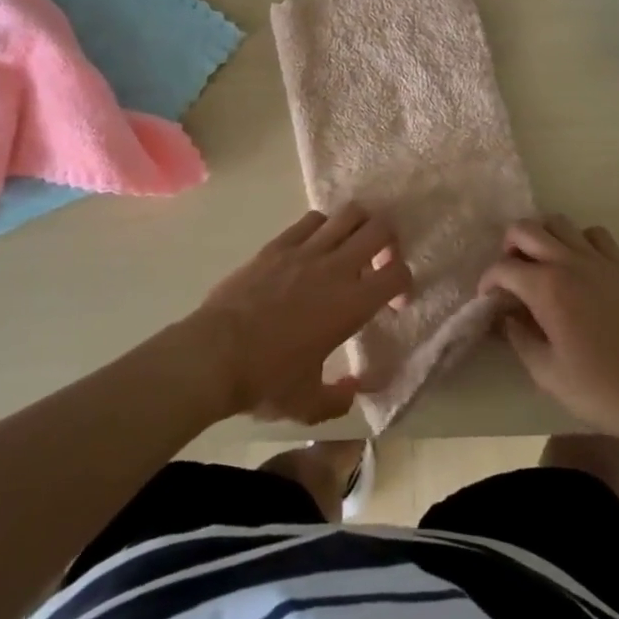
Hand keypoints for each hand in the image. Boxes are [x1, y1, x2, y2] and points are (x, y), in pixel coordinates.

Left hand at [189, 205, 411, 424]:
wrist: (214, 354)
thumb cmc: (266, 380)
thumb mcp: (308, 404)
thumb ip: (339, 398)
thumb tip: (354, 390)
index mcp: (351, 304)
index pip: (397, 273)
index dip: (404, 283)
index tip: (393, 302)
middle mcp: (336, 268)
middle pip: (380, 229)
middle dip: (389, 242)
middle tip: (379, 262)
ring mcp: (305, 250)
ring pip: (348, 214)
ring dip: (359, 226)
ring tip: (351, 246)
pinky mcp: (278, 244)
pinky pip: (312, 220)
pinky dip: (323, 226)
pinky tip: (315, 246)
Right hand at [478, 214, 618, 447]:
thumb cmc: (598, 389)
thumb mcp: (545, 372)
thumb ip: (518, 338)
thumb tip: (505, 316)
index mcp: (546, 288)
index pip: (503, 268)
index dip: (488, 280)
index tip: (488, 298)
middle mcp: (569, 262)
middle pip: (526, 229)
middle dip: (509, 246)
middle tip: (510, 274)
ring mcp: (599, 260)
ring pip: (559, 223)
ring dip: (542, 237)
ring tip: (541, 264)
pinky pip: (595, 234)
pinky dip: (579, 240)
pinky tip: (579, 265)